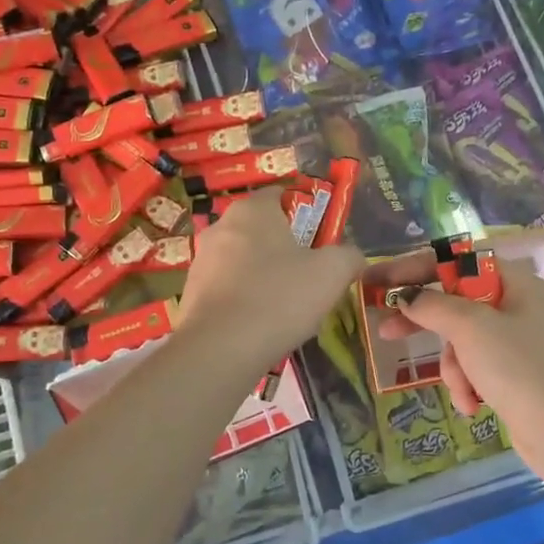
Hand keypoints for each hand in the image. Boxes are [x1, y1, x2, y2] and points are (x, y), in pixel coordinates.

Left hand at [177, 188, 363, 370]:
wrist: (221, 349)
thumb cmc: (280, 298)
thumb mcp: (332, 273)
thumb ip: (349, 256)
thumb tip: (352, 256)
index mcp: (253, 210)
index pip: (281, 194)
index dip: (306, 213)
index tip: (321, 240)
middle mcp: (221, 226)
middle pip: (263, 229)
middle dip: (285, 248)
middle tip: (309, 274)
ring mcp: (202, 260)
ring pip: (244, 259)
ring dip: (265, 274)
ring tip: (286, 305)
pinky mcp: (191, 292)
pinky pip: (228, 287)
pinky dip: (245, 298)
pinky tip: (261, 322)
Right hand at [375, 254, 543, 448]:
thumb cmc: (519, 367)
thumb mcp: (471, 328)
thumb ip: (432, 306)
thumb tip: (405, 296)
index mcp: (515, 283)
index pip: (456, 261)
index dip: (415, 268)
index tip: (381, 281)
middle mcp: (517, 306)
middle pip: (456, 302)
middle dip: (425, 323)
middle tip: (385, 330)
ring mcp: (516, 342)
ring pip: (462, 341)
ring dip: (454, 367)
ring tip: (463, 389)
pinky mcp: (513, 374)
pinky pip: (475, 368)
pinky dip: (468, 384)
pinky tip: (474, 406)